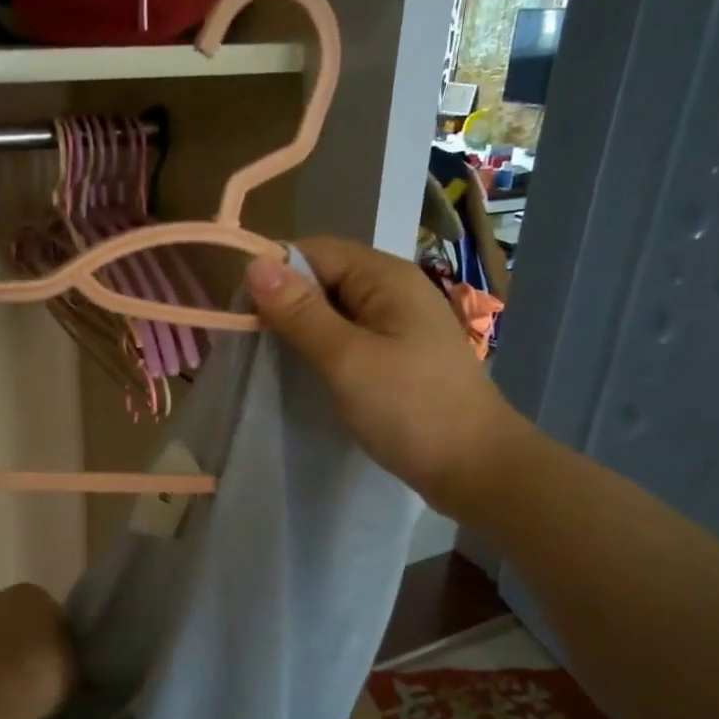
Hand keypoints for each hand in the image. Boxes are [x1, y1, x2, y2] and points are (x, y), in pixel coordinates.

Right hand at [244, 236, 532, 512]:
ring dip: (302, 328)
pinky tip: (306, 372)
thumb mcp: (347, 358)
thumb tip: (255, 264)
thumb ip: (300, 312)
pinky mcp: (399, 355)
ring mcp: (399, 324)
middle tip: (252, 341)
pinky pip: (350, 337)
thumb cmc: (410, 408)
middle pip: (325, 277)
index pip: (315, 251)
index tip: (242, 312)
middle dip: (285, 302)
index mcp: (385, 277)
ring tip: (271, 358)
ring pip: (335, 310)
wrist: (476, 467)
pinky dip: (323, 348)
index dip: (275, 272)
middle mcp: (393, 290)